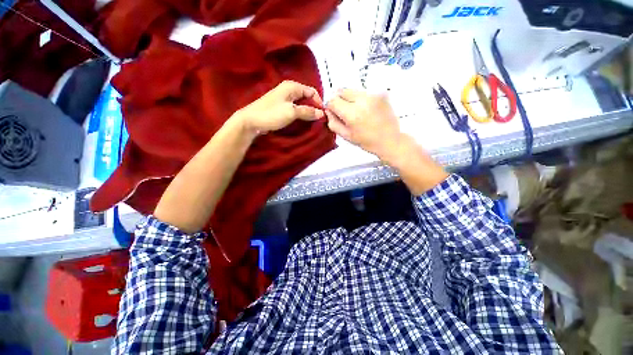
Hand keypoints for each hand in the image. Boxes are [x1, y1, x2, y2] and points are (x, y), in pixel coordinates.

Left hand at [234, 80, 324, 136]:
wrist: (251, 121)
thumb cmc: (271, 114)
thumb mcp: (292, 112)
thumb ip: (308, 112)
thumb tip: (321, 113)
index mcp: (292, 86)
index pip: (312, 91)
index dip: (319, 102)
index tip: (322, 115)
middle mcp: (288, 89)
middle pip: (307, 97)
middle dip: (313, 107)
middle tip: (318, 120)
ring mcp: (284, 98)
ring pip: (301, 104)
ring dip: (307, 112)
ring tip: (312, 122)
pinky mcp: (280, 107)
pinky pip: (295, 109)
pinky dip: (300, 114)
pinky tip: (302, 121)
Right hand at [327, 88, 447, 193]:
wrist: (390, 140)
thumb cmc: (367, 142)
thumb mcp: (346, 136)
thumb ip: (333, 123)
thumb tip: (328, 110)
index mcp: (352, 114)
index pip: (333, 100)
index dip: (330, 106)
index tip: (333, 112)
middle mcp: (362, 100)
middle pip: (342, 90)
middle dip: (339, 99)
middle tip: (343, 111)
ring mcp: (373, 95)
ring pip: (352, 90)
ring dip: (349, 98)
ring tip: (356, 111)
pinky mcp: (381, 93)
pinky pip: (363, 92)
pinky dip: (360, 99)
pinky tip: (366, 110)